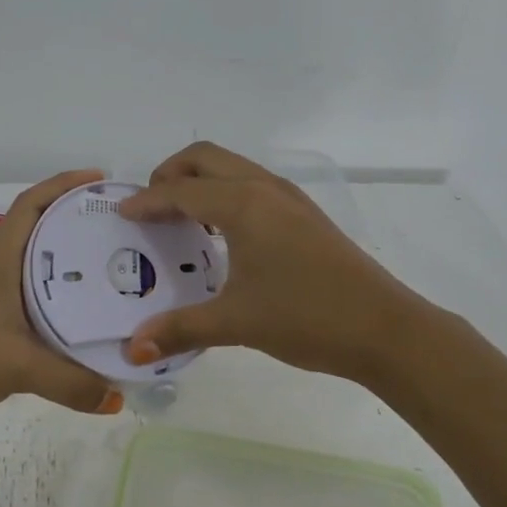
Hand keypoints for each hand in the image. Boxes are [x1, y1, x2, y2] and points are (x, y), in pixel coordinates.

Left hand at [0, 170, 124, 442]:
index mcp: (0, 260)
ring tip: (119, 270)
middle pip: (45, 233)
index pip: (31, 204)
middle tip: (124, 230)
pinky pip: (42, 305)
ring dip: (77, 266)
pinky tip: (92, 320)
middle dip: (82, 224)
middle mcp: (0, 272)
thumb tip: (118, 397)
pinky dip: (67, 305)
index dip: (64, 184)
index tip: (101, 181)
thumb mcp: (16, 366)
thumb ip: (71, 382)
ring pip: (45, 270)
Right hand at [117, 143, 423, 384]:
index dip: (146, 201)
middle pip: (205, 157)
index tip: (121, 216)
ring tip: (179, 218)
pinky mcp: (304, 214)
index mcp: (243, 204)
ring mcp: (289, 198)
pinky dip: (224, 193)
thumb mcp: (237, 322)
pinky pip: (251, 184)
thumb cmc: (307, 317)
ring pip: (232, 167)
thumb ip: (180, 328)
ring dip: (200, 181)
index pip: (180, 190)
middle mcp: (264, 188)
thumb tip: (133, 349)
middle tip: (150, 208)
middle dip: (170, 173)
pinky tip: (221, 233)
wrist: (386, 329)